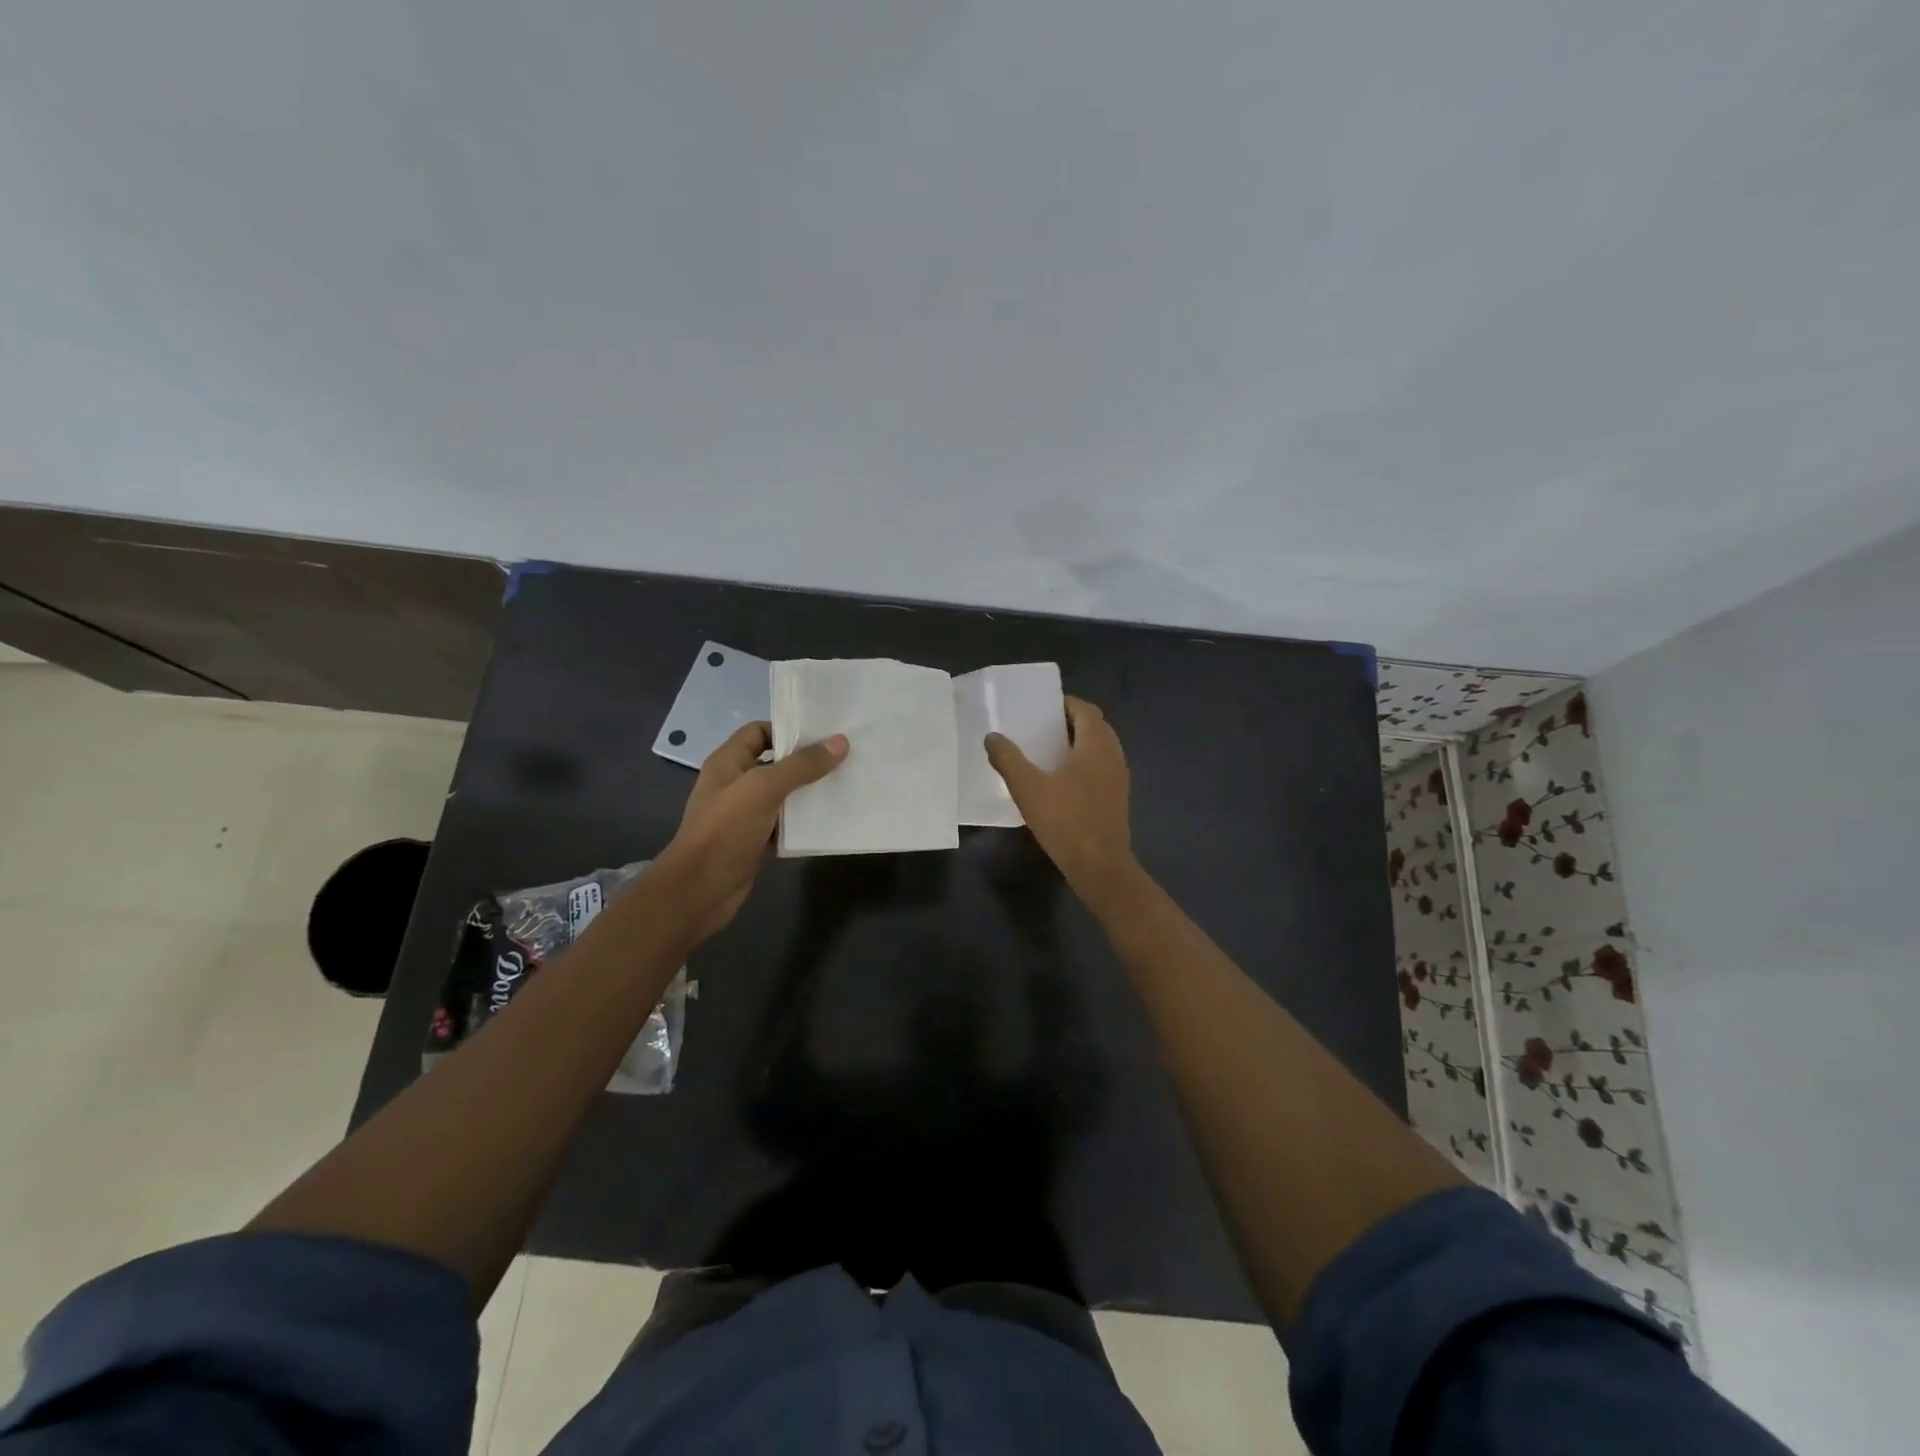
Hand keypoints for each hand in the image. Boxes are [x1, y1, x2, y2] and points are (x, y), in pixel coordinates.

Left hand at [656, 722, 847, 943]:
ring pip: (784, 796)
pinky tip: (832, 821)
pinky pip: (785, 826)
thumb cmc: (725, 830)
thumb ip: (802, 765)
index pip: (759, 731)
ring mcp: (745, 815)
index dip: (788, 729)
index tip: (825, 735)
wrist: (700, 891)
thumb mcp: (764, 789)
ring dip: (810, 793)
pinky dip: (805, 824)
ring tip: (846, 786)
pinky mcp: (756, 842)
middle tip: (845, 759)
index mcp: (728, 762)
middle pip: (776, 763)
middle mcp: (736, 784)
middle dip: (807, 762)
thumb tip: (840, 742)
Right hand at [984, 697, 1135, 902]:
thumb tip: (992, 737)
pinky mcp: (1118, 799)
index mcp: (1096, 745)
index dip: (1065, 704)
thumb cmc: (1065, 820)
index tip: (1042, 709)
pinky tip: (1062, 782)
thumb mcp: (1027, 788)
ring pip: (1100, 749)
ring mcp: (1119, 778)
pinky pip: (1102, 769)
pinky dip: (1084, 765)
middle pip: (1095, 727)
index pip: (1086, 710)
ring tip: (1048, 753)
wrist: (1100, 866)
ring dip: (1078, 745)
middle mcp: (1113, 755)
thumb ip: (1008, 759)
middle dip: (1070, 723)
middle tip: (1041, 729)